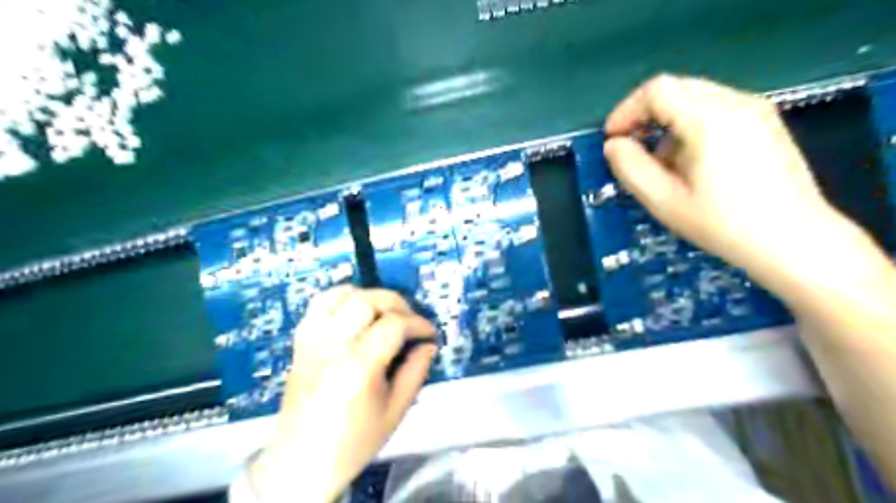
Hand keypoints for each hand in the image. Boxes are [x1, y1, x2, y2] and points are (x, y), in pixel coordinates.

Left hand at [247, 286, 438, 501]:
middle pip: (368, 301)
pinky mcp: (302, 341)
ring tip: (384, 313)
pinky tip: (356, 309)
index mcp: (359, 367)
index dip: (419, 324)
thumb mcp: (396, 410)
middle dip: (397, 303)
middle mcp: (333, 346)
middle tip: (410, 320)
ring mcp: (313, 340)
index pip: (394, 325)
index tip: (430, 333)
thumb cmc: (354, 440)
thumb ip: (416, 371)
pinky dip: (342, 297)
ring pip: (343, 295)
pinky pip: (319, 303)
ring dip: (370, 297)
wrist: (303, 459)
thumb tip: (429, 344)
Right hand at [602, 72, 848, 288]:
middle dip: (645, 115)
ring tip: (663, 163)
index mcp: (709, 119)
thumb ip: (631, 168)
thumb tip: (614, 145)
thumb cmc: (723, 224)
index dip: (626, 110)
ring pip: (694, 98)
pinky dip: (690, 126)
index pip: (657, 90)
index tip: (613, 140)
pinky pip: (715, 108)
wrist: (794, 239)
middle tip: (631, 148)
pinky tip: (691, 161)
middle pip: (676, 89)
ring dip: (667, 122)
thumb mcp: (664, 201)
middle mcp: (735, 103)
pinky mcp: (764, 122)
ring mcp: (755, 110)